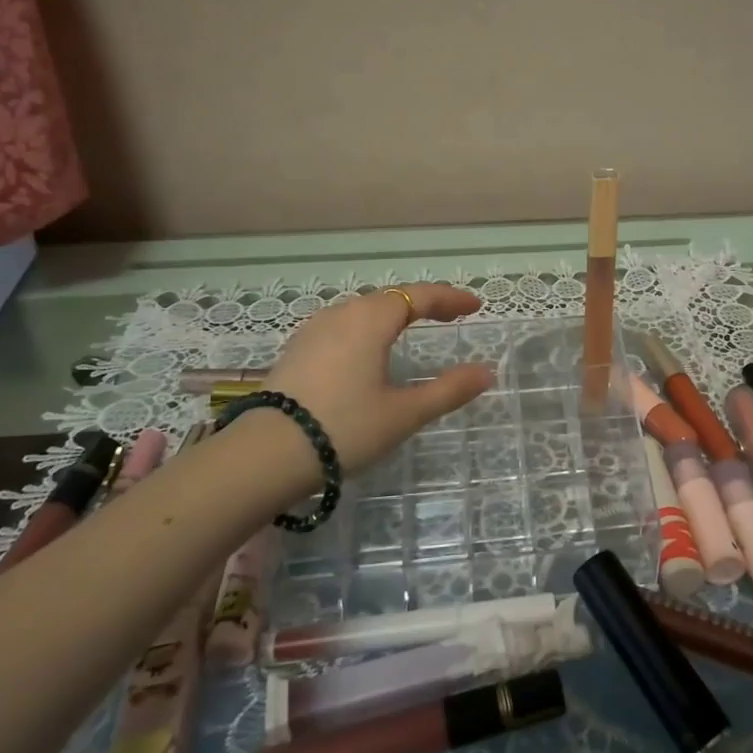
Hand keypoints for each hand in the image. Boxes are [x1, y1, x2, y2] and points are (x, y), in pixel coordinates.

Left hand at [266, 283, 493, 472]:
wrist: (266, 456)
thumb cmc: (345, 428)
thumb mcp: (404, 413)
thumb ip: (448, 390)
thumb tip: (486, 373)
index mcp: (371, 320)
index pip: (419, 296)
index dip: (449, 298)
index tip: (475, 305)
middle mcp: (341, 314)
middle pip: (389, 298)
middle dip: (422, 303)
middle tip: (449, 315)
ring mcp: (313, 331)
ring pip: (362, 311)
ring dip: (392, 315)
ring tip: (412, 329)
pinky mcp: (296, 351)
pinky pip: (342, 327)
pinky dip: (367, 329)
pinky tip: (367, 351)